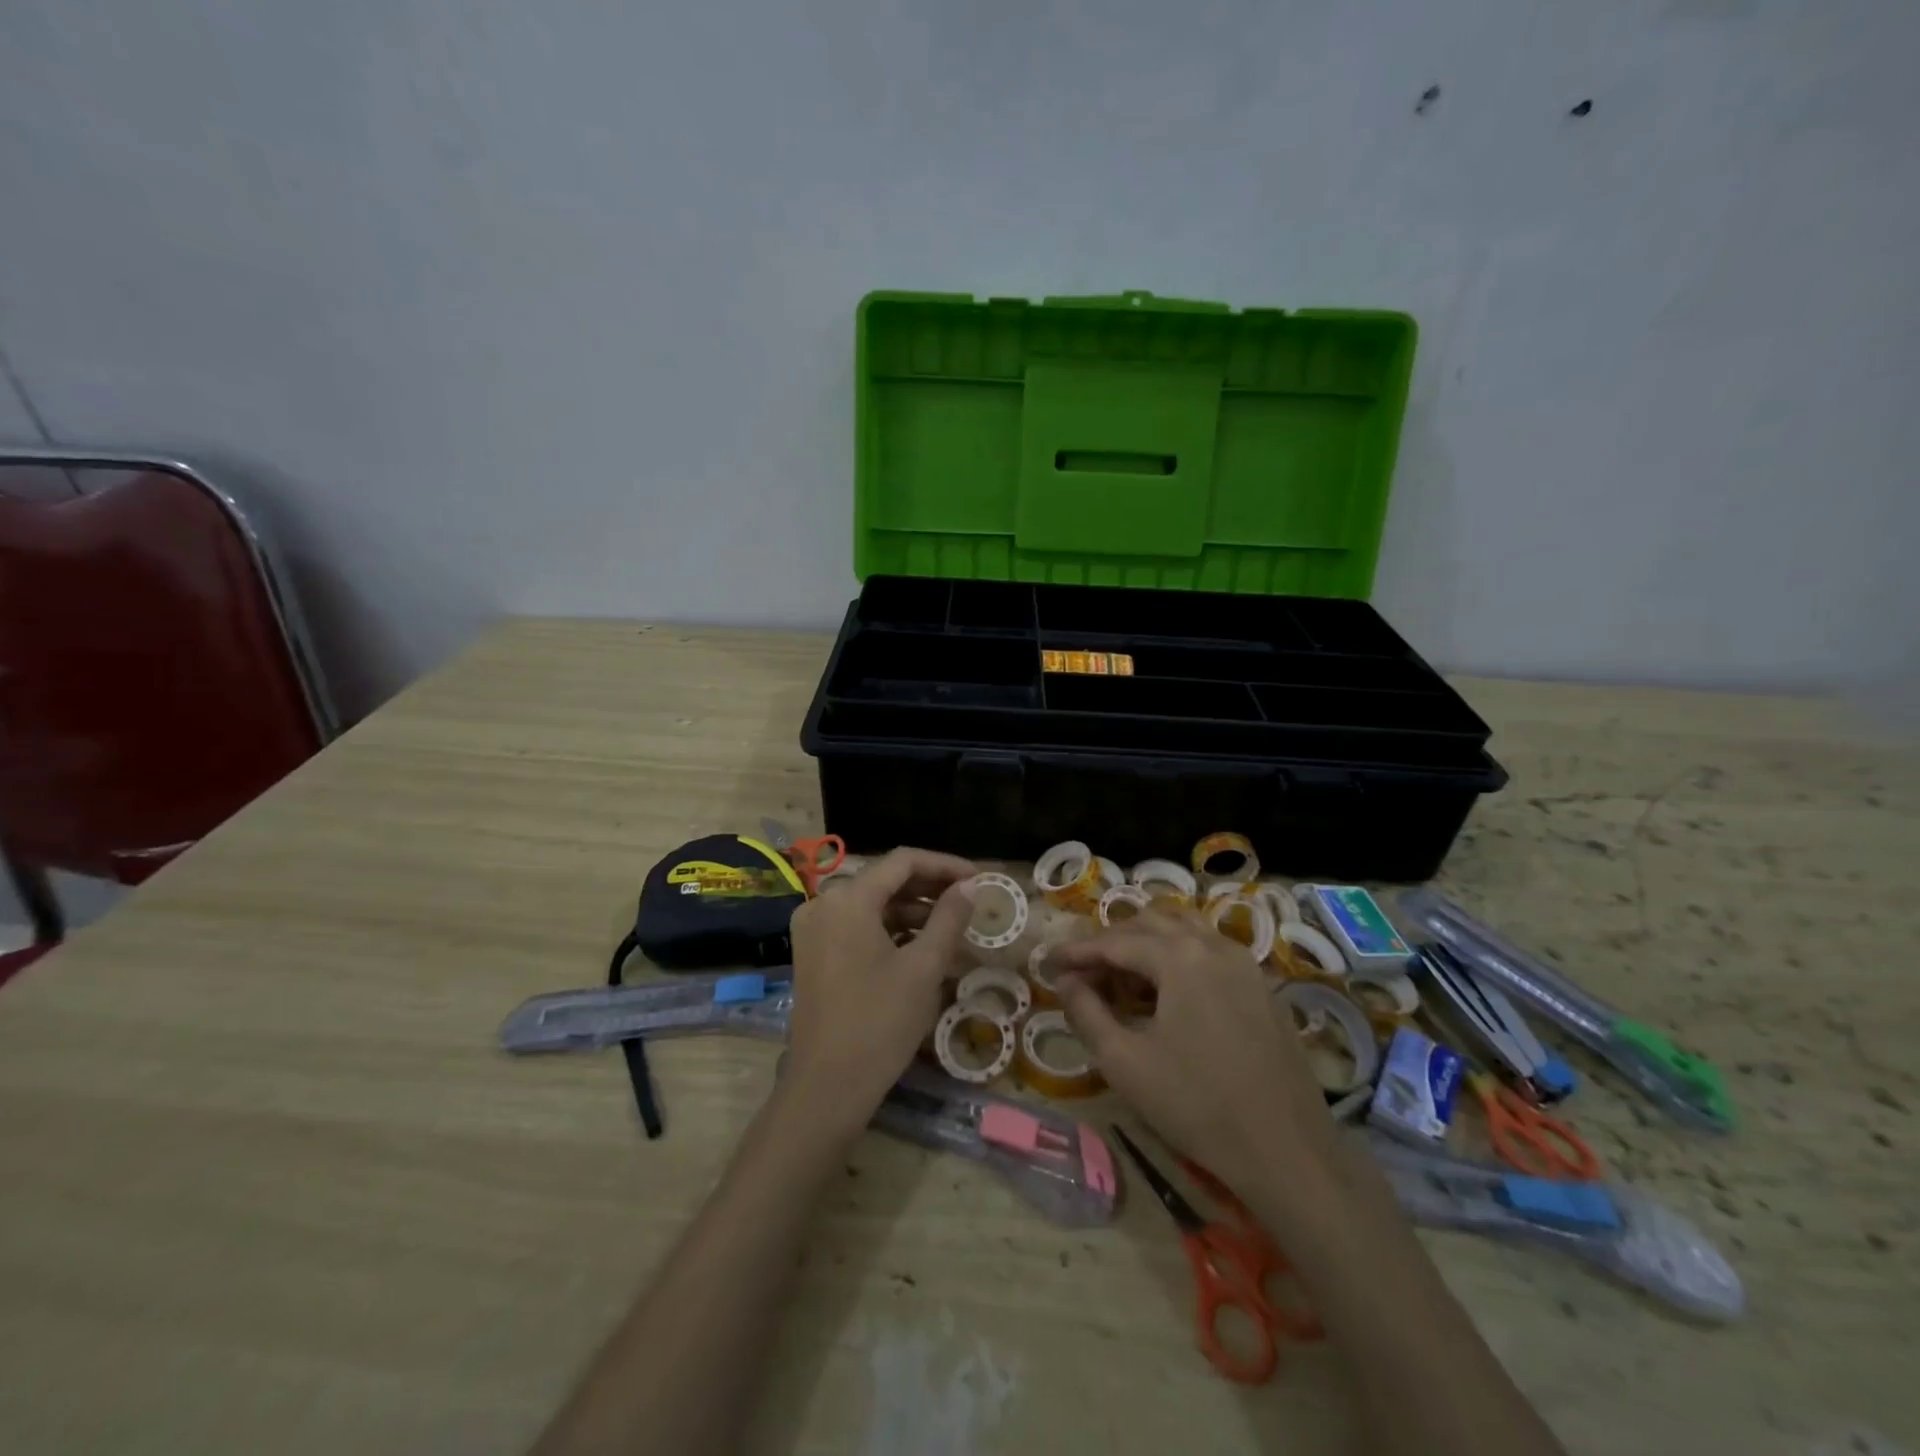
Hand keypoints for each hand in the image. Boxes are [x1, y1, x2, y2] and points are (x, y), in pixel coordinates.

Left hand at [783, 847, 977, 1131]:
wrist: (827, 1088)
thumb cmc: (880, 1023)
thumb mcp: (924, 967)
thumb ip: (949, 918)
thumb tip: (969, 886)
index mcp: (848, 899)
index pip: (903, 861)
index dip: (944, 865)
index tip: (979, 878)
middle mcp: (823, 904)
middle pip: (884, 879)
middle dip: (929, 886)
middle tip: (969, 899)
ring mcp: (813, 929)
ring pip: (871, 903)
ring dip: (911, 909)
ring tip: (951, 925)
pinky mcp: (812, 953)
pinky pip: (857, 925)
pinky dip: (889, 929)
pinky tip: (920, 945)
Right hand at [1050, 914, 1337, 1196]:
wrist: (1287, 1151)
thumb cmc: (1196, 1105)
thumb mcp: (1125, 1062)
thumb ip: (1086, 1012)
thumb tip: (1066, 982)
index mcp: (1179, 956)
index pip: (1114, 941)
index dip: (1077, 951)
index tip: (1048, 963)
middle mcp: (1213, 945)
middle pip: (1149, 924)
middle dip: (1111, 942)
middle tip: (1083, 972)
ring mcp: (1244, 963)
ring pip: (1183, 931)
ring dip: (1146, 944)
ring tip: (1122, 977)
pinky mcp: (1262, 986)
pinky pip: (1209, 951)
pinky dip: (1178, 956)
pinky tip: (1166, 993)